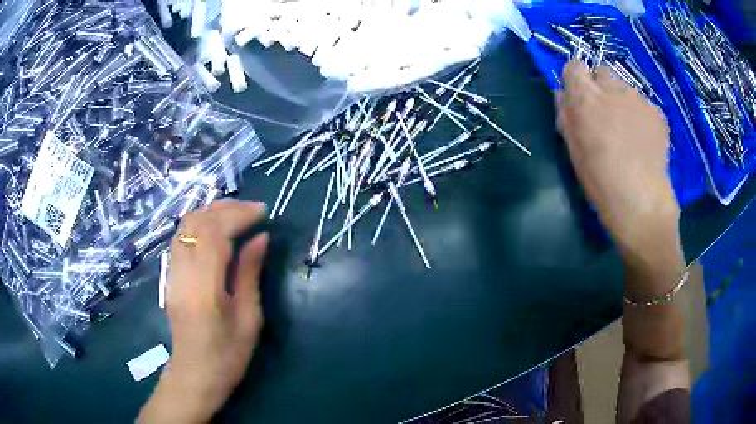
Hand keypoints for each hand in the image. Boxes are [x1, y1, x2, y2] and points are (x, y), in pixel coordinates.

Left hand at [138, 199, 267, 423]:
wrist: (194, 377)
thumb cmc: (227, 357)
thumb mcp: (249, 320)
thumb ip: (250, 275)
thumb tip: (260, 238)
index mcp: (204, 290)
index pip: (213, 235)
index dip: (237, 216)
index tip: (262, 213)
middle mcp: (182, 275)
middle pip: (195, 223)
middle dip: (224, 208)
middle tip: (252, 210)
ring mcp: (171, 274)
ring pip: (184, 226)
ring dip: (210, 212)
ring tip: (237, 214)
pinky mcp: (170, 276)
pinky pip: (181, 238)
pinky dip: (200, 224)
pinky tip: (216, 229)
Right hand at [556, 61, 679, 269]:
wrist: (641, 203)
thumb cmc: (600, 181)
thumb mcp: (573, 148)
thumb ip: (566, 114)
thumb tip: (563, 93)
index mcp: (586, 98)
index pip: (574, 66)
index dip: (575, 80)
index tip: (579, 99)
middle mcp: (612, 89)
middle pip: (601, 71)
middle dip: (601, 87)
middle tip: (606, 116)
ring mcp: (638, 99)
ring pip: (625, 89)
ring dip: (622, 103)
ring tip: (629, 136)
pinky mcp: (657, 112)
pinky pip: (644, 105)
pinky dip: (641, 117)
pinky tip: (644, 142)